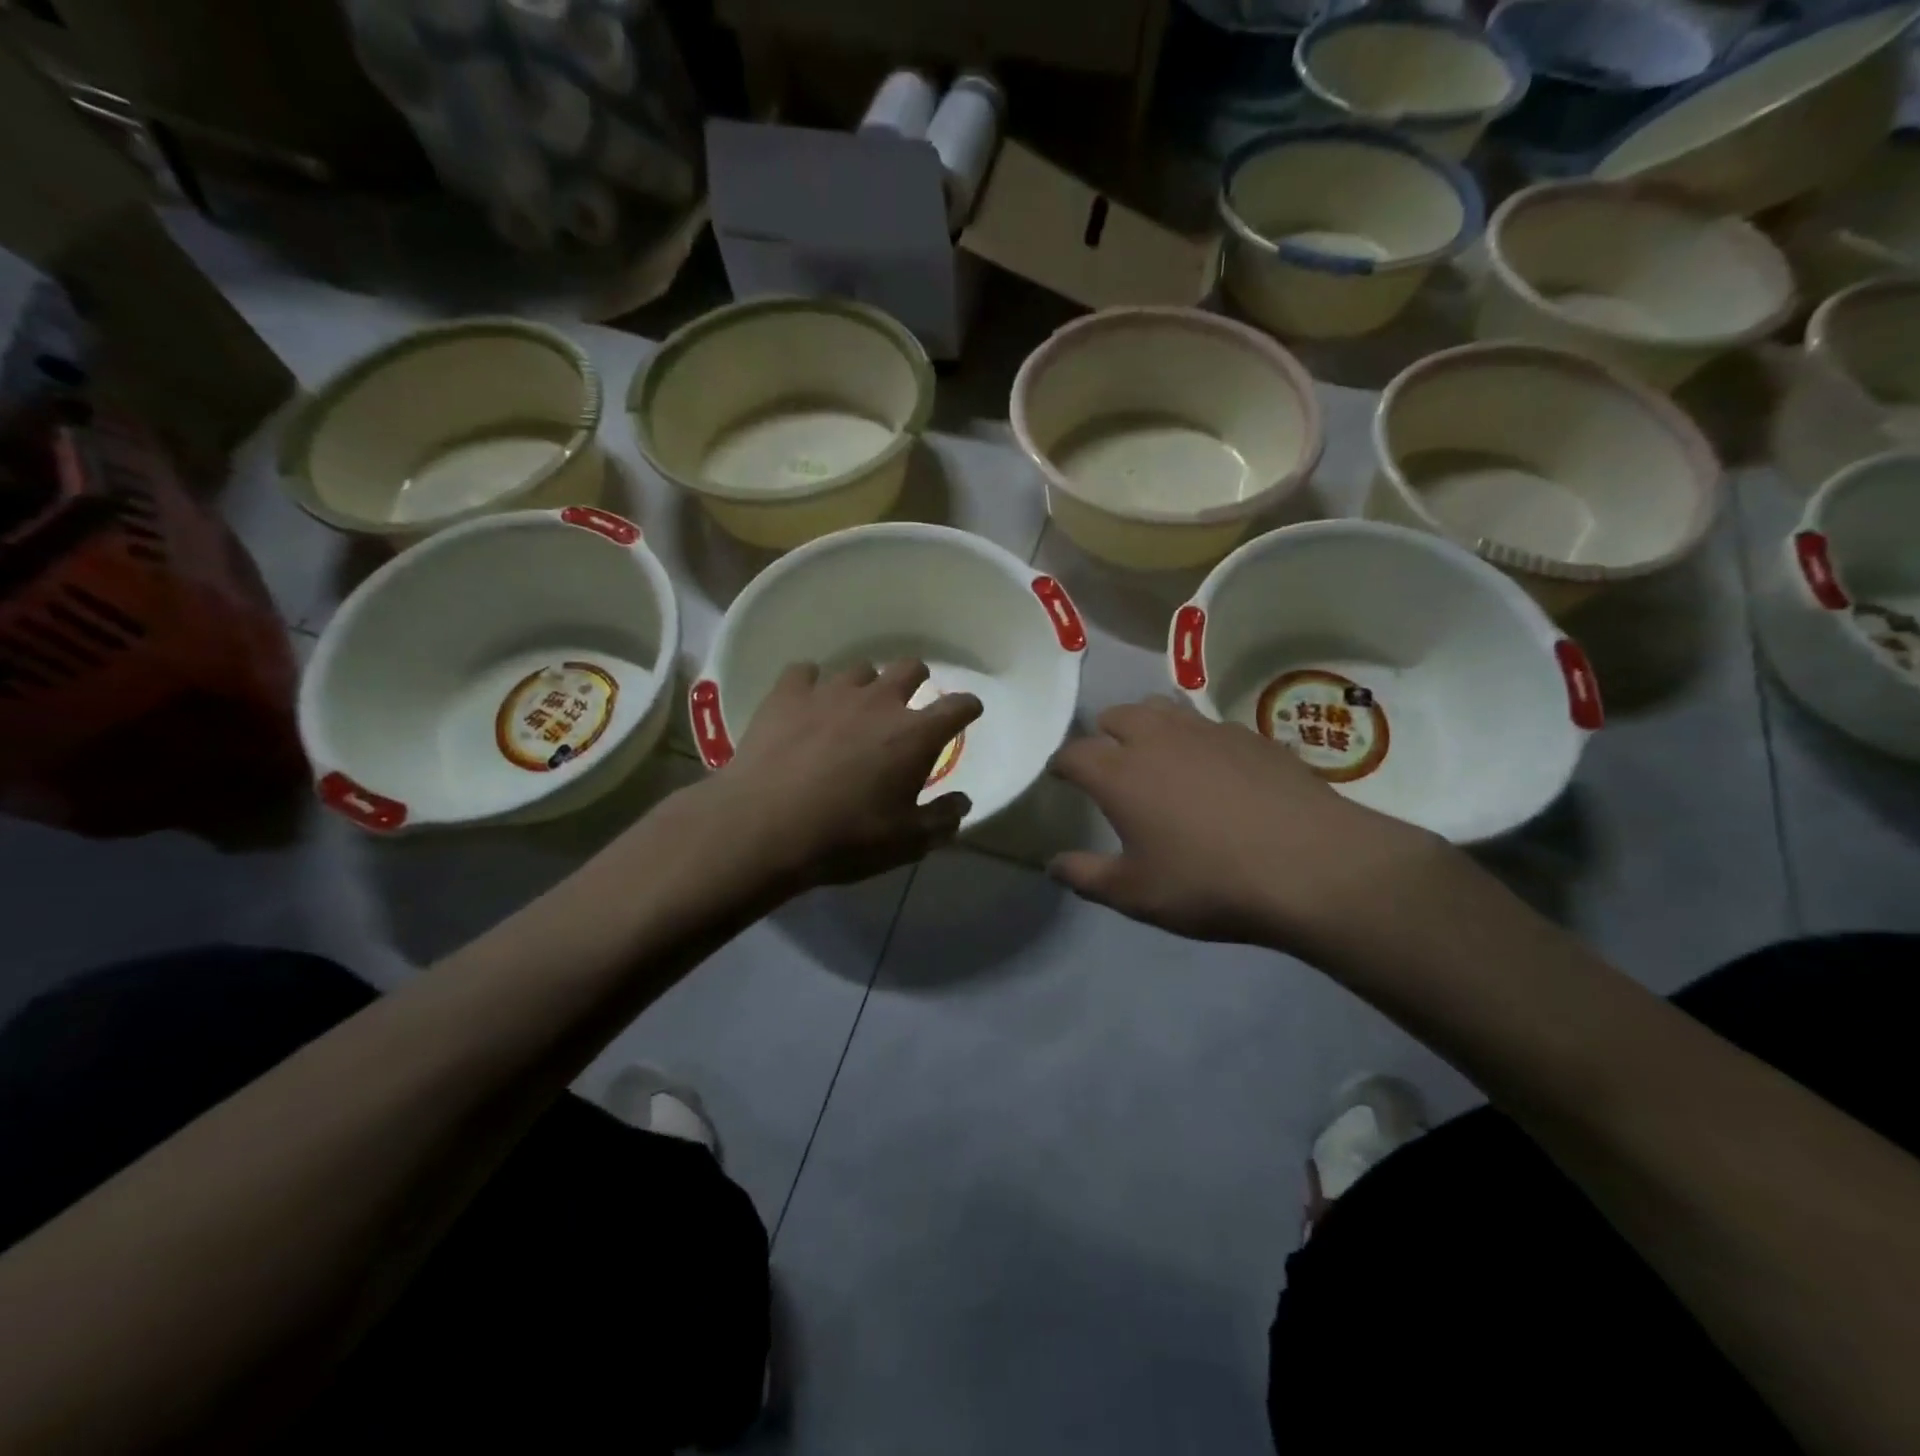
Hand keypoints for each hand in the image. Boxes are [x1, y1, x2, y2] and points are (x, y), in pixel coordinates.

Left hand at [710, 660, 981, 888]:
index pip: (957, 706)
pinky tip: (806, 703)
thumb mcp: (906, 843)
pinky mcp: (788, 694)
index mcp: (915, 735)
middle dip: (917, 680)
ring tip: (854, 707)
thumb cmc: (845, 838)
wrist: (763, 828)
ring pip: (860, 669)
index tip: (968, 711)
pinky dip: (811, 685)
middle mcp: (879, 701)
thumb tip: (963, 803)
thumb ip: (942, 820)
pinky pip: (805, 672)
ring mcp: (831, 692)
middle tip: (909, 701)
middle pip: (910, 668)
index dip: (968, 707)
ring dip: (866, 685)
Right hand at [1048, 698, 1448, 953]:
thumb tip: (1052, 865)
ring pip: (1163, 706)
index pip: (1074, 754)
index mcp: (1120, 773)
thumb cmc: (1209, 882)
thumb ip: (1086, 876)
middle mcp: (1157, 738)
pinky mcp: (1250, 736)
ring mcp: (1207, 731)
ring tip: (1156, 751)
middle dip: (1104, 734)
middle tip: (1110, 762)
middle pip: (1117, 715)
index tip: (1059, 776)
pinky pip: (1209, 724)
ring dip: (1149, 723)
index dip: (1061, 764)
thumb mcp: (1136, 894)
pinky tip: (1214, 767)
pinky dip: (1196, 738)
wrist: (1311, 866)